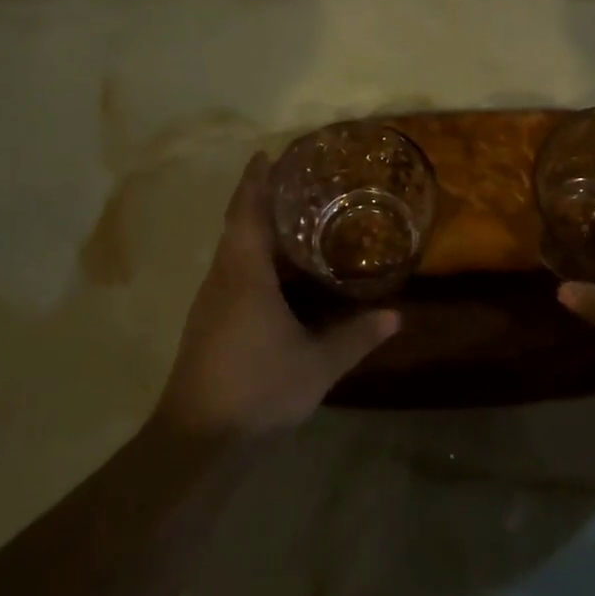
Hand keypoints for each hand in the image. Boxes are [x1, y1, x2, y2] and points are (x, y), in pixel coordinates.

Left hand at [156, 153, 398, 442]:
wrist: (198, 442)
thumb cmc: (258, 389)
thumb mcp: (317, 364)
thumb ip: (356, 337)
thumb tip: (396, 316)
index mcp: (244, 275)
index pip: (247, 212)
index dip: (256, 181)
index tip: (267, 154)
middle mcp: (222, 279)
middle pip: (237, 226)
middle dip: (259, 199)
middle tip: (296, 183)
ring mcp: (211, 303)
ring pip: (232, 252)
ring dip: (256, 230)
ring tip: (293, 221)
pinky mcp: (208, 324)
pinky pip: (231, 274)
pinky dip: (253, 259)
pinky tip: (277, 274)